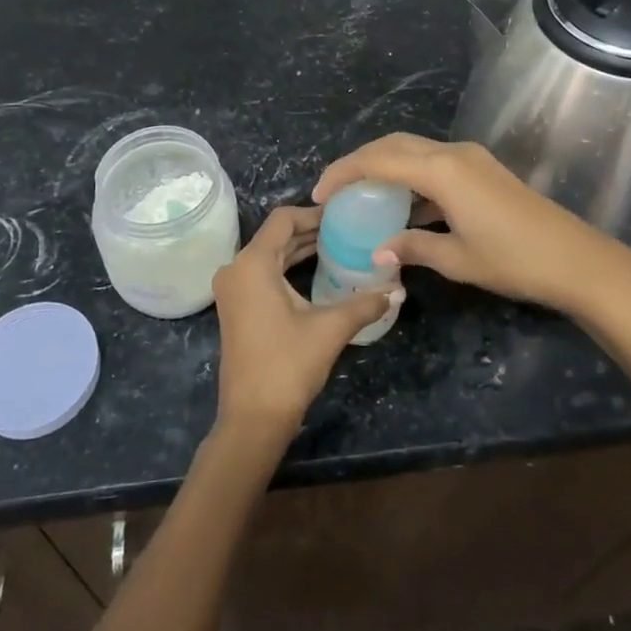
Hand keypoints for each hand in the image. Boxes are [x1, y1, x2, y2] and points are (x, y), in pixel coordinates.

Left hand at [211, 206, 402, 439]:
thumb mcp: (330, 328)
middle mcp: (236, 269)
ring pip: (269, 255)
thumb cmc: (288, 365)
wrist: (253, 418)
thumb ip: (364, 303)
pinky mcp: (236, 307)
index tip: (343, 216)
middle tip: (347, 230)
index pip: (283, 219)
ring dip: (300, 249)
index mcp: (252, 263)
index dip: (314, 212)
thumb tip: (398, 290)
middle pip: (275, 236)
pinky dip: (287, 267)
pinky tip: (317, 271)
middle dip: (310, 230)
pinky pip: (263, 273)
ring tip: (338, 246)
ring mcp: (233, 289)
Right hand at [314, 134, 630, 315]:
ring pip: (414, 150)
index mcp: (442, 170)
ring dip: (385, 166)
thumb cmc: (514, 260)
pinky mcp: (482, 170)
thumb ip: (414, 248)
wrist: (577, 260)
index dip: (344, 172)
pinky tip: (402, 206)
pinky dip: (410, 177)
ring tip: (360, 195)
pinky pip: (433, 163)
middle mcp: (453, 153)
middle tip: (334, 188)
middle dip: (360, 162)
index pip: (379, 159)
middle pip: (394, 144)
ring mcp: (470, 158)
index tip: (319, 193)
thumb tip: (378, 251)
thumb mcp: (458, 260)